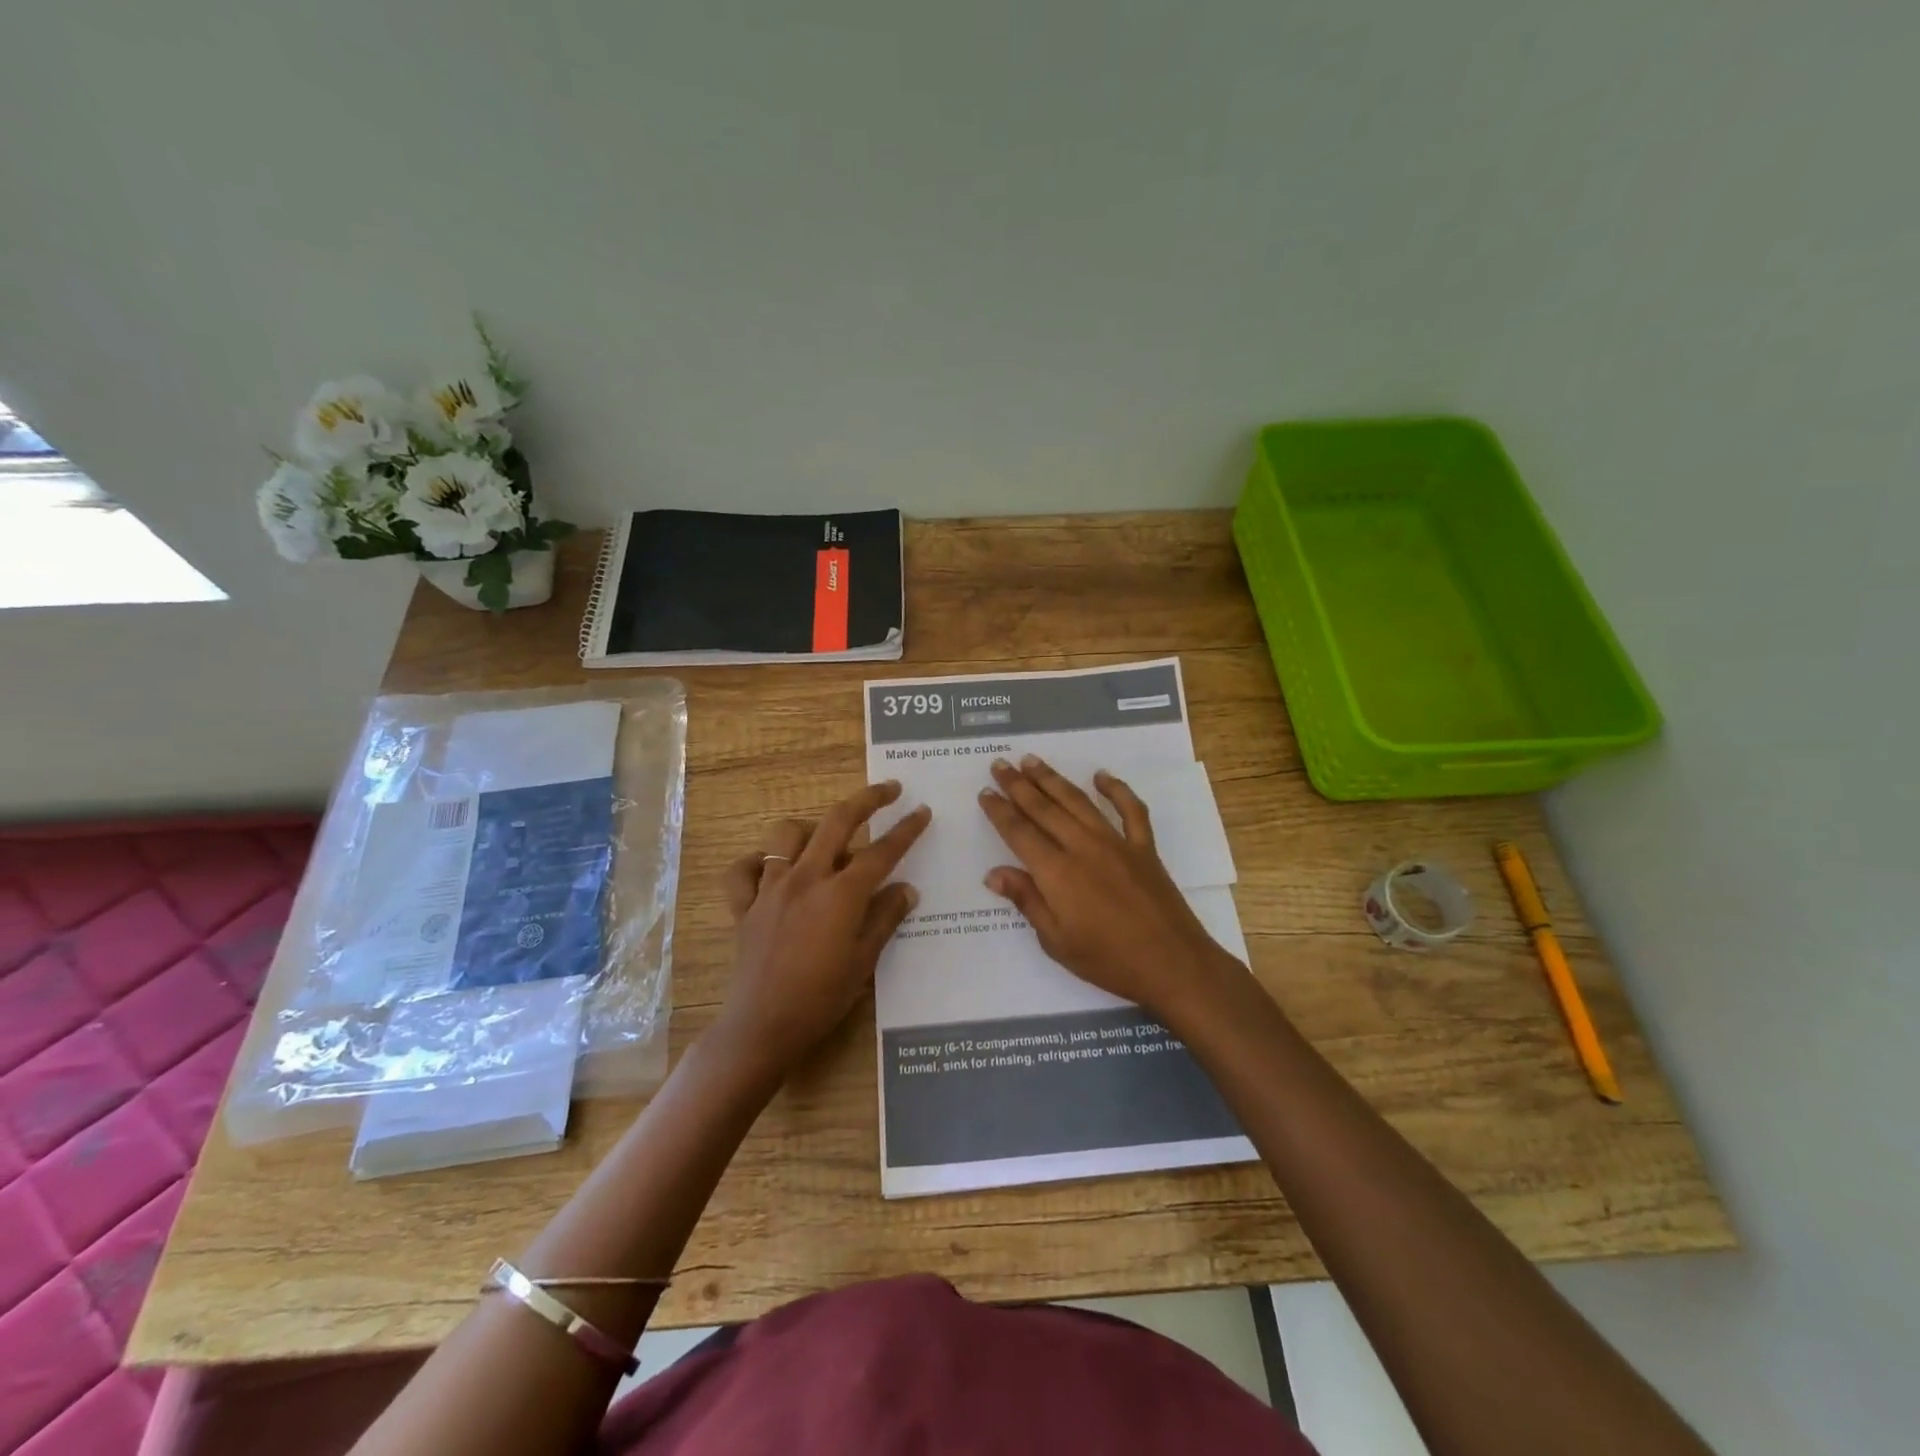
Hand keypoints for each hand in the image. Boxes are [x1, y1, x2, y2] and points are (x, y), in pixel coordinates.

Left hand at [714, 781, 930, 1075]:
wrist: (761, 1026)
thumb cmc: (821, 998)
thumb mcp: (864, 961)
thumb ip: (885, 918)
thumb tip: (906, 889)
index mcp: (840, 894)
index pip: (881, 852)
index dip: (906, 830)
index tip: (922, 811)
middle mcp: (805, 879)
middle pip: (837, 822)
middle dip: (867, 799)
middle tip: (889, 789)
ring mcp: (770, 889)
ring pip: (786, 835)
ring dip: (809, 830)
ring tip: (825, 842)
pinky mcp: (745, 905)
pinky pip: (743, 870)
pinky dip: (757, 863)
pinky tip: (772, 872)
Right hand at [978, 755, 1237, 1019]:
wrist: (1172, 964)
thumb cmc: (1108, 960)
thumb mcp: (1056, 941)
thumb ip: (1027, 900)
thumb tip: (993, 873)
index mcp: (1057, 873)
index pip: (1020, 833)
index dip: (1000, 811)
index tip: (985, 792)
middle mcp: (1083, 847)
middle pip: (1044, 808)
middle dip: (1018, 785)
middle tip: (1000, 764)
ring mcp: (1116, 843)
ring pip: (1078, 801)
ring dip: (1053, 779)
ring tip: (1032, 761)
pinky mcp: (1144, 847)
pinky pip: (1130, 810)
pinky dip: (1116, 789)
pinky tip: (1102, 776)